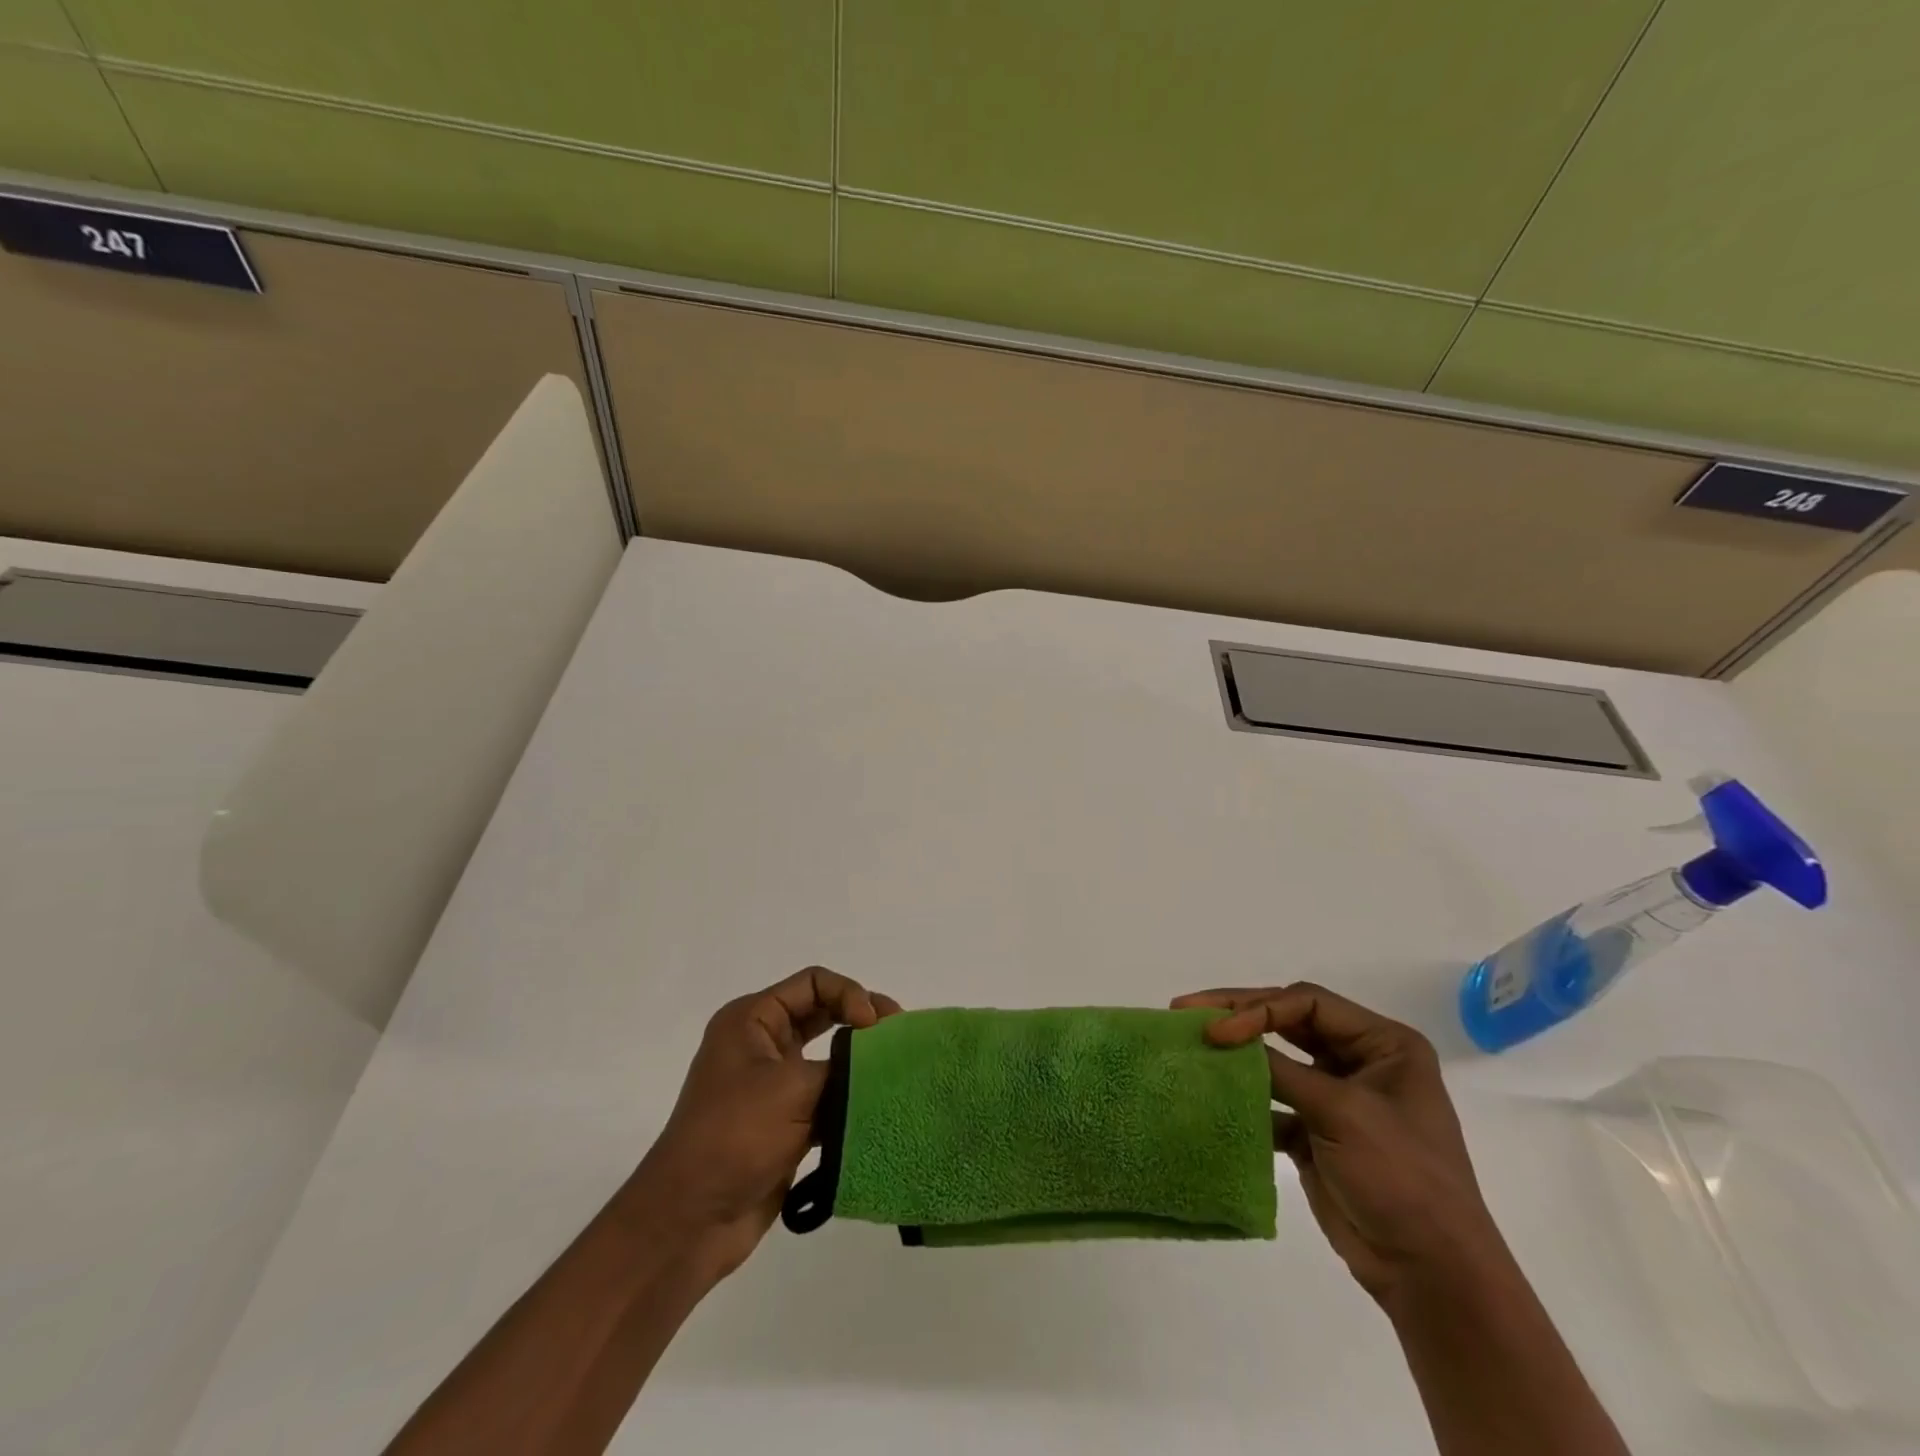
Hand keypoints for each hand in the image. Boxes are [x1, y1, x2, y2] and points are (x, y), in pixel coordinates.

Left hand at [629, 967, 900, 1280]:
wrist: (690, 1221)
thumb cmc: (735, 1136)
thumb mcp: (793, 1089)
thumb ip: (845, 1066)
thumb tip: (886, 1061)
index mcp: (752, 1019)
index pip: (814, 983)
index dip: (850, 994)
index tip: (874, 1026)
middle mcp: (761, 1043)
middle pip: (823, 1012)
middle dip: (863, 1020)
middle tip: (901, 1036)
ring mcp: (772, 1083)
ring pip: (828, 1055)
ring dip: (860, 1061)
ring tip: (897, 1071)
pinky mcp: (784, 1121)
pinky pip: (826, 1094)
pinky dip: (851, 1097)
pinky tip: (879, 1107)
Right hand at [1172, 982, 1505, 1304]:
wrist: (1431, 1275)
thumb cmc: (1401, 1177)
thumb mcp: (1342, 1112)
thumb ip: (1280, 1070)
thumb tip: (1222, 1038)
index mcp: (1383, 1044)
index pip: (1306, 1004)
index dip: (1257, 1009)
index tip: (1216, 1030)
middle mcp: (1360, 1061)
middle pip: (1287, 1022)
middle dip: (1238, 1016)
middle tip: (1185, 1010)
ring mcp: (1336, 1098)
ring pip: (1275, 1060)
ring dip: (1236, 1055)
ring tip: (1190, 1045)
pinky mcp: (1315, 1132)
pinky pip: (1271, 1101)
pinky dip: (1243, 1099)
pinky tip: (1212, 1097)